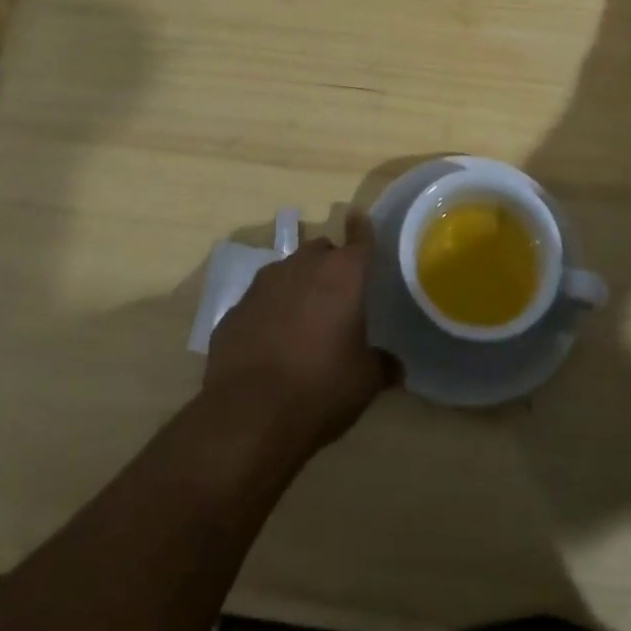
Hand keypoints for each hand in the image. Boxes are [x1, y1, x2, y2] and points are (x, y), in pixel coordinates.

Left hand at [204, 212, 393, 455]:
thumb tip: (395, 366)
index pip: (359, 238)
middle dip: (330, 265)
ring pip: (289, 271)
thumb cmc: (320, 388)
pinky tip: (272, 343)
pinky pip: (262, 300)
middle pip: (321, 251)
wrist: (248, 414)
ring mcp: (264, 284)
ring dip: (299, 286)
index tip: (358, 215)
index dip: (362, 228)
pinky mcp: (236, 308)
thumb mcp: (365, 382)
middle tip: (338, 296)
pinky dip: (271, 311)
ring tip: (304, 321)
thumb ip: (382, 365)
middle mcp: (303, 266)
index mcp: (342, 274)